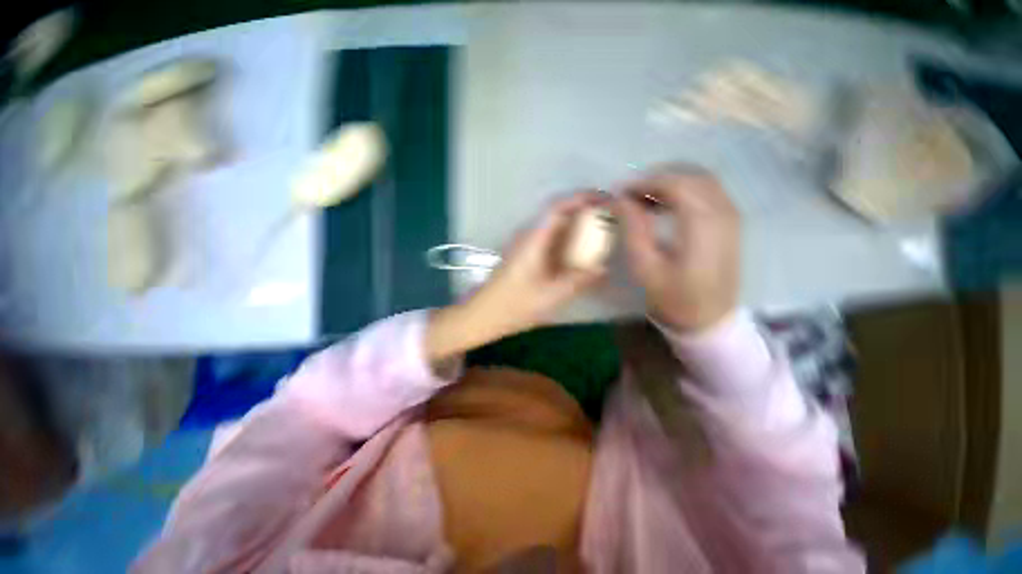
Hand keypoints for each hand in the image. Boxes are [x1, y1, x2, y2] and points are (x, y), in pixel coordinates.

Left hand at [426, 193, 605, 365]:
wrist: (483, 314)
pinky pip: (549, 240)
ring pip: (554, 227)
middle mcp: (528, 236)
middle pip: (558, 214)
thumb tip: (602, 268)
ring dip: (575, 226)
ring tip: (599, 235)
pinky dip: (567, 241)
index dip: (582, 198)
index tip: (606, 200)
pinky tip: (578, 254)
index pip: (558, 207)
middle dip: (583, 211)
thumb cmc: (513, 305)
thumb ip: (577, 280)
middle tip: (608, 220)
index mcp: (533, 239)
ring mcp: (525, 245)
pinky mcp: (525, 256)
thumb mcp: (550, 295)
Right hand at [615, 167, 739, 332]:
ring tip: (643, 199)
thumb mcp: (645, 268)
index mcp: (703, 227)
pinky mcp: (731, 221)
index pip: (676, 185)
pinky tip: (665, 204)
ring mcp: (732, 215)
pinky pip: (707, 191)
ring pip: (700, 180)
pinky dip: (683, 190)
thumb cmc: (673, 297)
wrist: (710, 319)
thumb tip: (621, 200)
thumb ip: (634, 229)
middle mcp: (723, 213)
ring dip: (670, 182)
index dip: (646, 182)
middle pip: (690, 177)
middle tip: (630, 195)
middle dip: (656, 179)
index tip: (621, 192)